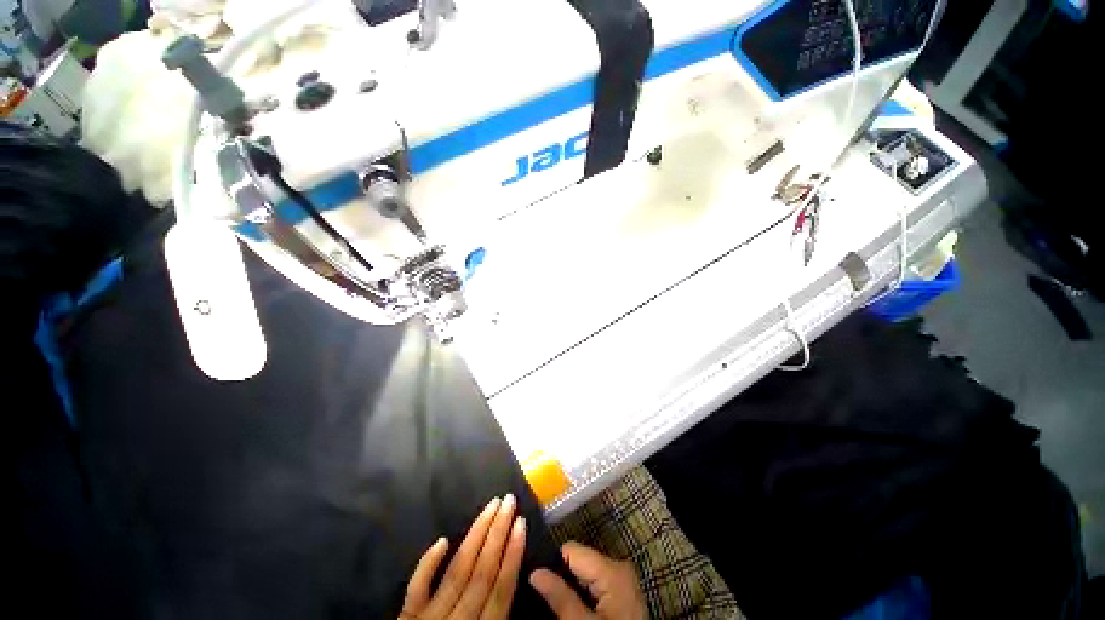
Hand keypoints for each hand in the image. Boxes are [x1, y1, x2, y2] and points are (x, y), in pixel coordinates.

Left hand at [400, 494, 526, 619]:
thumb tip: (519, 593)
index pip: (501, 590)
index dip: (513, 555)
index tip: (521, 523)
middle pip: (481, 574)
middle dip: (498, 534)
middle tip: (509, 501)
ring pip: (457, 572)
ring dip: (476, 536)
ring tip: (491, 507)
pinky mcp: (407, 619)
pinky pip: (417, 589)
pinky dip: (428, 565)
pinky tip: (443, 540)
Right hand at [530, 542, 646, 619]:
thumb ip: (559, 596)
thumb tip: (535, 572)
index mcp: (612, 568)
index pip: (571, 549)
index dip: (552, 564)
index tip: (537, 583)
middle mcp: (619, 566)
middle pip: (579, 562)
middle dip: (562, 578)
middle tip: (546, 599)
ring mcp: (623, 581)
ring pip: (586, 575)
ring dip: (571, 589)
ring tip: (558, 606)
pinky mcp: (622, 595)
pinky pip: (595, 586)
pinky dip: (583, 596)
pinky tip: (576, 611)